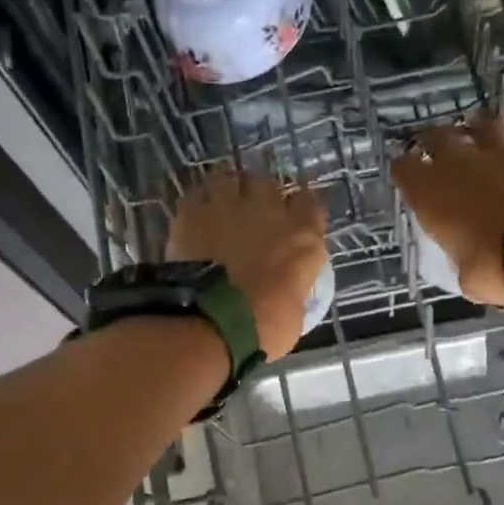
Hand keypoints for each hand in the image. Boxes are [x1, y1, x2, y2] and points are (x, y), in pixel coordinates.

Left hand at [168, 167, 327, 360]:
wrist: (213, 320)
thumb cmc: (264, 327)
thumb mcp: (294, 313)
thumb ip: (292, 287)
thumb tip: (285, 289)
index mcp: (303, 237)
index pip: (311, 204)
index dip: (301, 208)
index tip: (295, 217)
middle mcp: (270, 211)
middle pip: (269, 182)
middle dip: (262, 193)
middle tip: (253, 210)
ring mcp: (229, 206)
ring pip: (229, 177)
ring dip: (227, 188)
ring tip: (221, 202)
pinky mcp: (192, 212)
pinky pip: (196, 193)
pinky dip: (197, 202)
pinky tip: (194, 214)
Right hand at [390, 116, 503, 305]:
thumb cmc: (496, 269)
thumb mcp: (467, 277)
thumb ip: (462, 258)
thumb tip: (470, 261)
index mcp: (430, 193)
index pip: (403, 168)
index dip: (404, 170)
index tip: (408, 176)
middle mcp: (458, 162)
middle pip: (437, 135)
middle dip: (434, 141)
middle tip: (437, 150)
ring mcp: (499, 150)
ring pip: (481, 124)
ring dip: (476, 131)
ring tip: (478, 140)